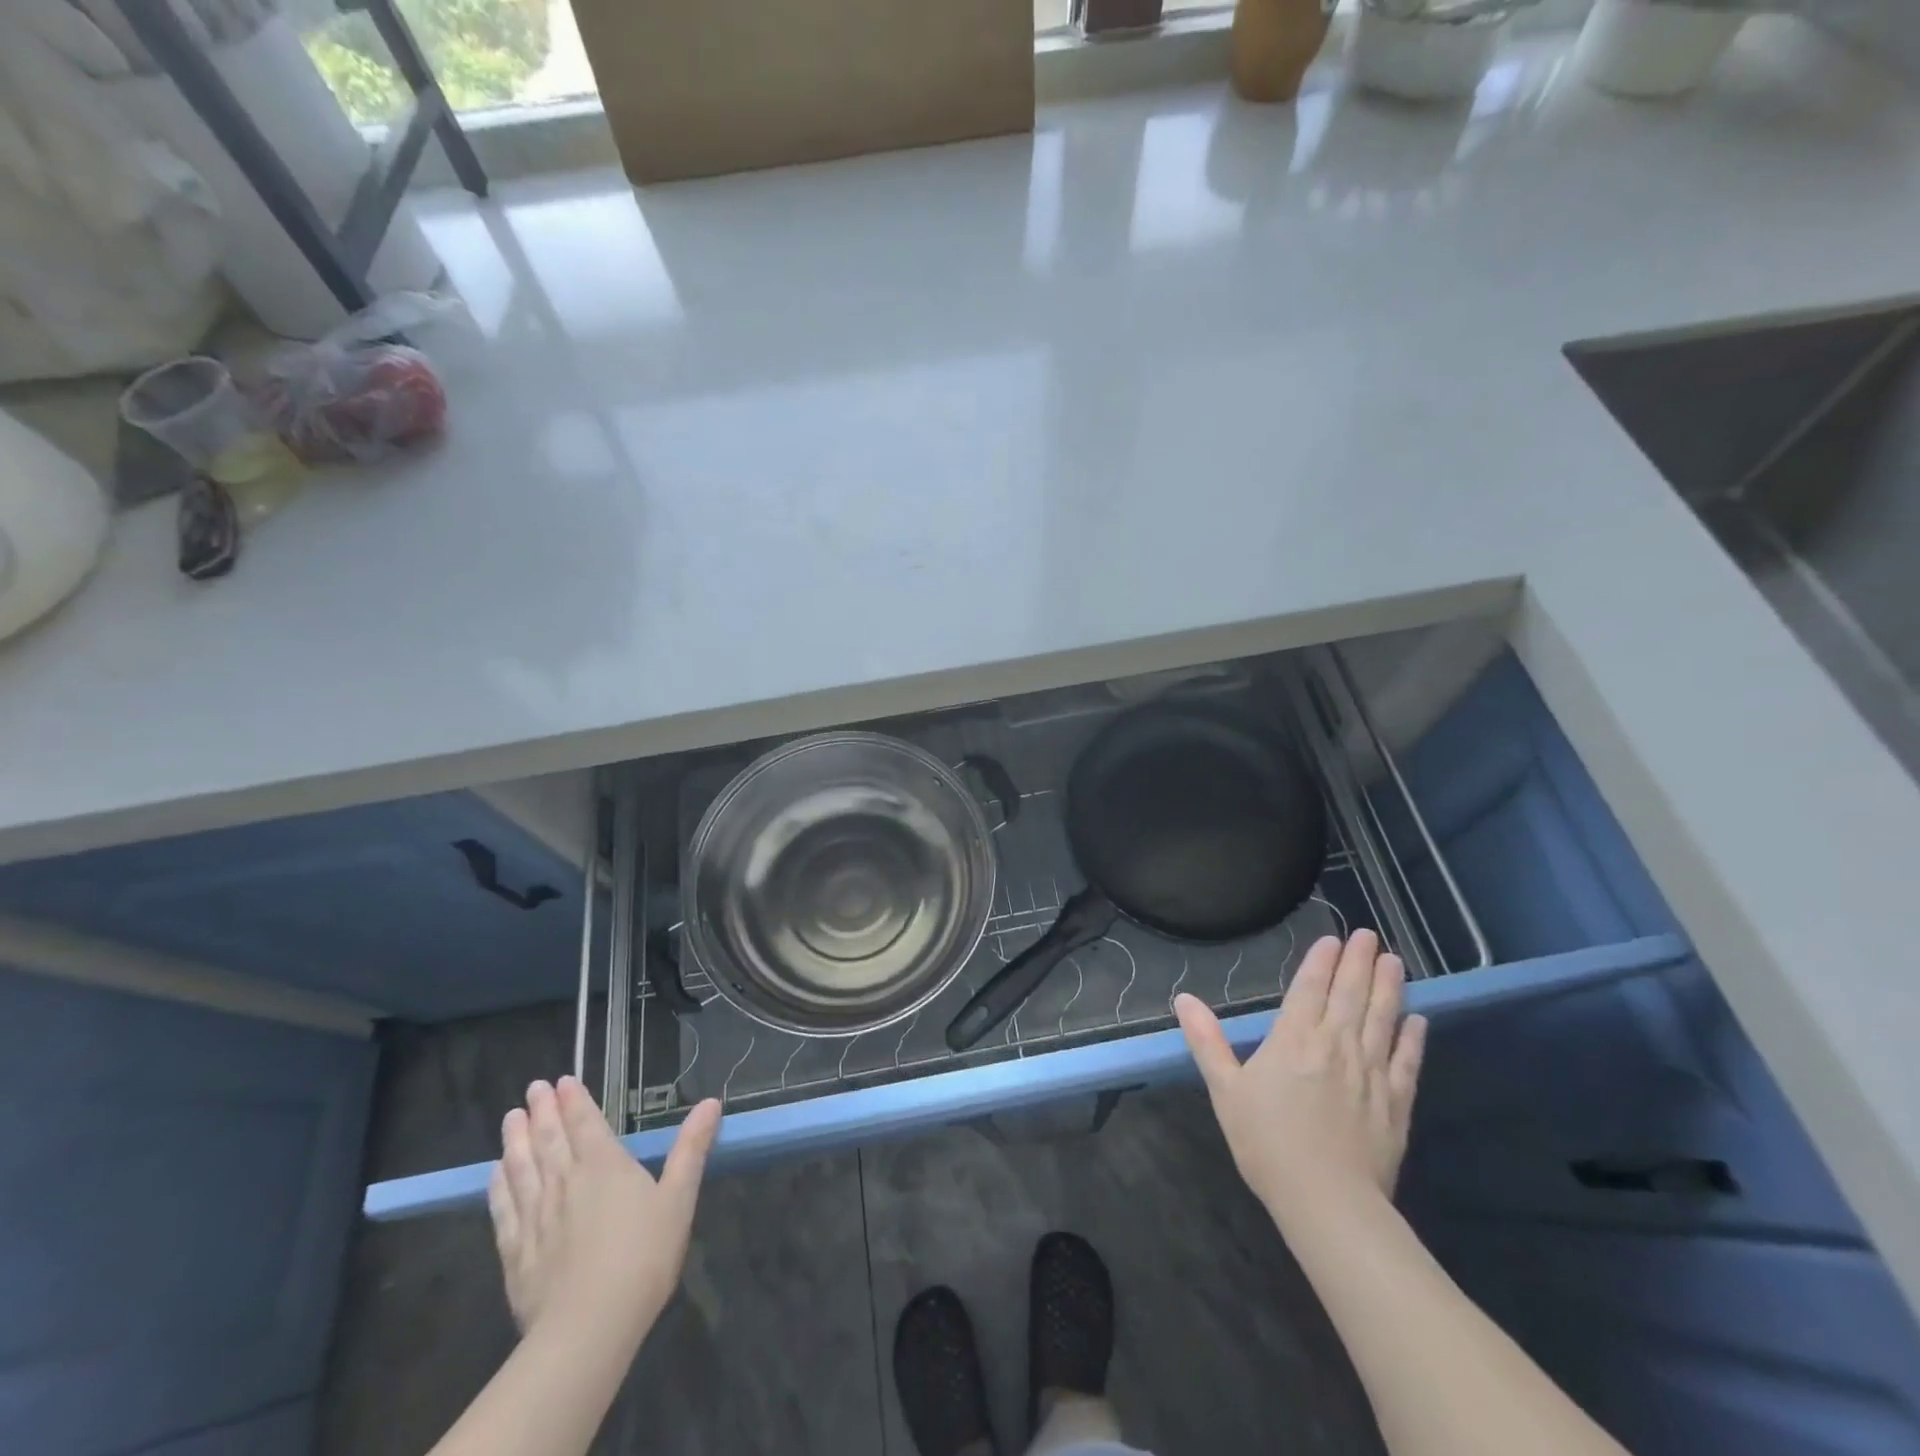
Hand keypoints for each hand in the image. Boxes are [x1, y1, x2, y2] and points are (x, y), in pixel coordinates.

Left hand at [488, 1076, 720, 1344]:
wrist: (588, 1328)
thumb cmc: (643, 1256)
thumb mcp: (679, 1198)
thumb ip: (691, 1148)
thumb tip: (711, 1102)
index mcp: (604, 1165)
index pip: (585, 1122)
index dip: (574, 1100)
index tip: (561, 1081)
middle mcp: (565, 1180)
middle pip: (549, 1138)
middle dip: (542, 1110)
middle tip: (533, 1089)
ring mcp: (535, 1216)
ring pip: (521, 1167)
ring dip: (516, 1139)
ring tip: (511, 1119)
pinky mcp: (515, 1251)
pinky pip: (503, 1207)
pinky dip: (498, 1185)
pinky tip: (494, 1174)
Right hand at [1176, 931, 1425, 1219]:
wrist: (1328, 1202)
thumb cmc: (1267, 1142)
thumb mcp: (1225, 1090)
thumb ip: (1207, 1041)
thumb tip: (1184, 999)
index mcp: (1294, 1039)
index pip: (1310, 989)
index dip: (1321, 961)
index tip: (1333, 938)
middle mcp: (1336, 1045)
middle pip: (1350, 995)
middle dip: (1358, 962)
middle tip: (1368, 934)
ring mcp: (1371, 1073)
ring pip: (1382, 1019)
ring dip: (1388, 987)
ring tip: (1393, 960)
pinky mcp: (1396, 1102)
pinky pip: (1407, 1061)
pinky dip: (1413, 1038)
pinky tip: (1418, 1020)